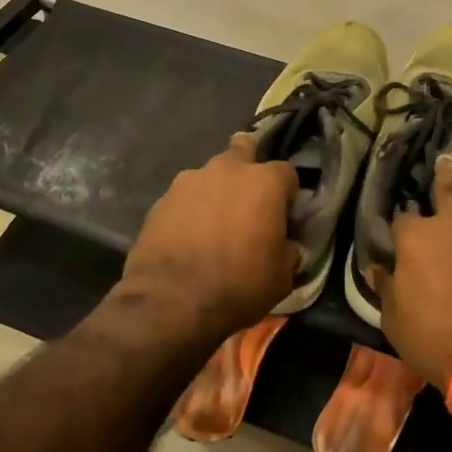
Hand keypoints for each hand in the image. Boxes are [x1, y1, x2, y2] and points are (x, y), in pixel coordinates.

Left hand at [117, 134, 300, 338]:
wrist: (171, 301)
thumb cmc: (238, 285)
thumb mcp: (281, 277)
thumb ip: (289, 252)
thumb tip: (289, 247)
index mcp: (264, 182)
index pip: (287, 172)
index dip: (288, 193)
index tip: (285, 214)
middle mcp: (227, 170)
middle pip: (243, 150)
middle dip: (248, 166)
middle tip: (248, 199)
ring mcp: (190, 181)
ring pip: (210, 174)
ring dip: (216, 190)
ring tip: (214, 222)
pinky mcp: (161, 199)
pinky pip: (184, 197)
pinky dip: (190, 209)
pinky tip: (188, 235)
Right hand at [376, 156, 451, 398]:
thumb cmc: (434, 340)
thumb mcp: (395, 322)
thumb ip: (388, 289)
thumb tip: (379, 271)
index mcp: (418, 237)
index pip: (401, 220)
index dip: (400, 233)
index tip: (399, 244)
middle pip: (451, 190)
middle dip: (447, 175)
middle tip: (448, 161)